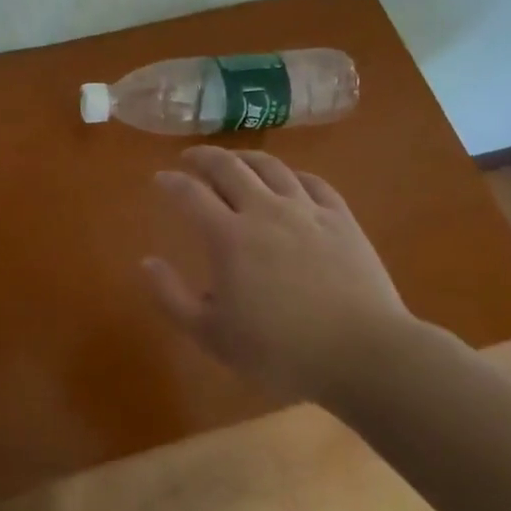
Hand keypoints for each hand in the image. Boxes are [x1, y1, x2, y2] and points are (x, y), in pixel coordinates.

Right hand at [144, 147, 426, 402]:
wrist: (363, 354)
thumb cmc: (280, 350)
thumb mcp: (212, 335)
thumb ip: (172, 297)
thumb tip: (147, 262)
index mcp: (228, 236)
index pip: (190, 193)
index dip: (171, 182)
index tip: (160, 178)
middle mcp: (264, 210)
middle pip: (228, 167)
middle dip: (203, 157)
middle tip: (190, 158)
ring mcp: (306, 210)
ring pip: (270, 166)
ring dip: (244, 157)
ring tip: (233, 160)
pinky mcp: (341, 219)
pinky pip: (312, 182)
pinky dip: (291, 174)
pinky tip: (287, 179)